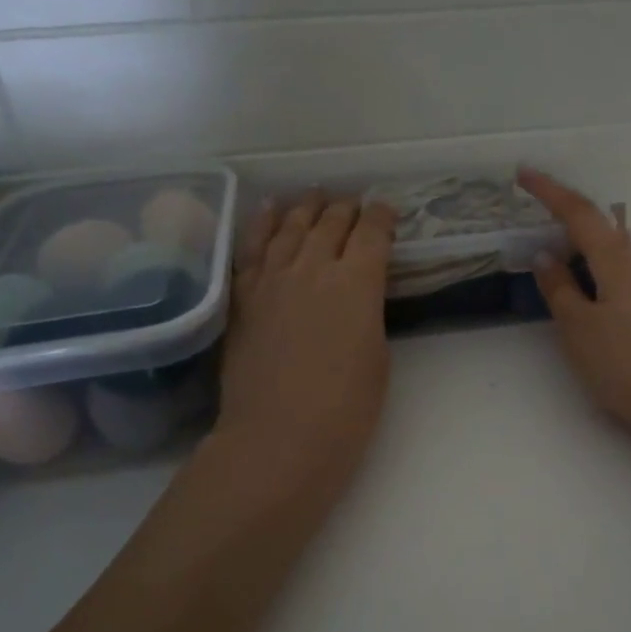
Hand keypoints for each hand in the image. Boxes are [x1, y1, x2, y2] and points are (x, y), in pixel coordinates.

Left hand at [210, 192, 395, 511]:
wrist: (279, 436)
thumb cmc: (347, 407)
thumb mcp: (377, 354)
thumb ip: (367, 312)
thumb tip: (356, 296)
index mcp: (357, 282)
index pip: (372, 232)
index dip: (382, 217)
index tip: (387, 213)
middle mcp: (313, 267)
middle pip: (331, 222)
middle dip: (347, 208)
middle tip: (354, 204)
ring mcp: (272, 278)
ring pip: (291, 226)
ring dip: (307, 207)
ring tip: (315, 195)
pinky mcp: (243, 295)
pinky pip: (252, 246)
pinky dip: (263, 222)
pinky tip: (269, 209)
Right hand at [520, 169, 630, 454]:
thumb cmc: (627, 364)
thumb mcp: (579, 328)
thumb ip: (560, 289)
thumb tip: (548, 256)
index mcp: (617, 262)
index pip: (578, 214)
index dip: (549, 192)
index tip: (523, 173)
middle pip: (600, 231)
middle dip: (568, 223)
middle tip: (537, 227)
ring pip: (614, 258)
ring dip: (584, 254)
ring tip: (558, 270)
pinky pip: (624, 280)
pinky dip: (599, 278)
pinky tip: (591, 302)